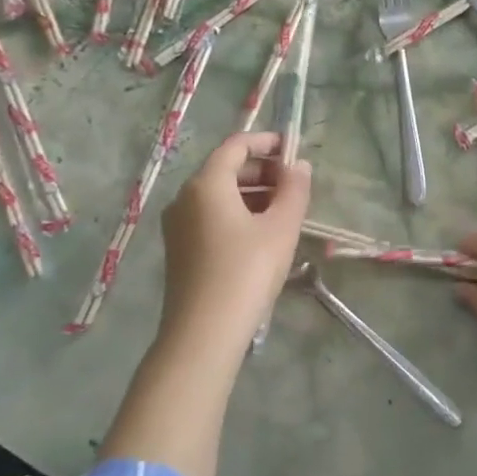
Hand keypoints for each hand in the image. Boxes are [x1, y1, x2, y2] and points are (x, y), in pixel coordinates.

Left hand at [157, 132, 310, 356]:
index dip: (266, 142)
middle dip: (262, 170)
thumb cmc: (247, 271)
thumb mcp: (281, 227)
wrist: (204, 333)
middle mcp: (185, 197)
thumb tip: (299, 165)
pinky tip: (261, 234)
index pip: (236, 146)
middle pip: (225, 169)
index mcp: (206, 184)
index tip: (293, 149)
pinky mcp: (179, 249)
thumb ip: (294, 190)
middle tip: (294, 183)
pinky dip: (237, 213)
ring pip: (218, 195)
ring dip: (252, 193)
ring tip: (284, 209)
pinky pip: (210, 216)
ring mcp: (178, 225)